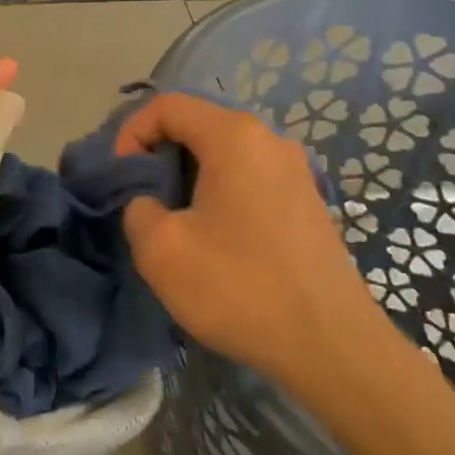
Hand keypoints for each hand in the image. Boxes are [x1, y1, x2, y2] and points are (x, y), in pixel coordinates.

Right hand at [116, 94, 390, 389]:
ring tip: (175, 221)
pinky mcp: (307, 201)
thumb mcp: (161, 250)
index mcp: (234, 136)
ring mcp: (295, 170)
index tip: (122, 178)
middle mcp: (269, 140)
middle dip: (159, 156)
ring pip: (224, 154)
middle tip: (142, 200)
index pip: (167, 106)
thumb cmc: (241, 287)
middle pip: (197, 125)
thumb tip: (149, 202)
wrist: (333, 347)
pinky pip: (249, 178)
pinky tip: (216, 239)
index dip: (132, 133)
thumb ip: (137, 208)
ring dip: (189, 177)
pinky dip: (220, 193)